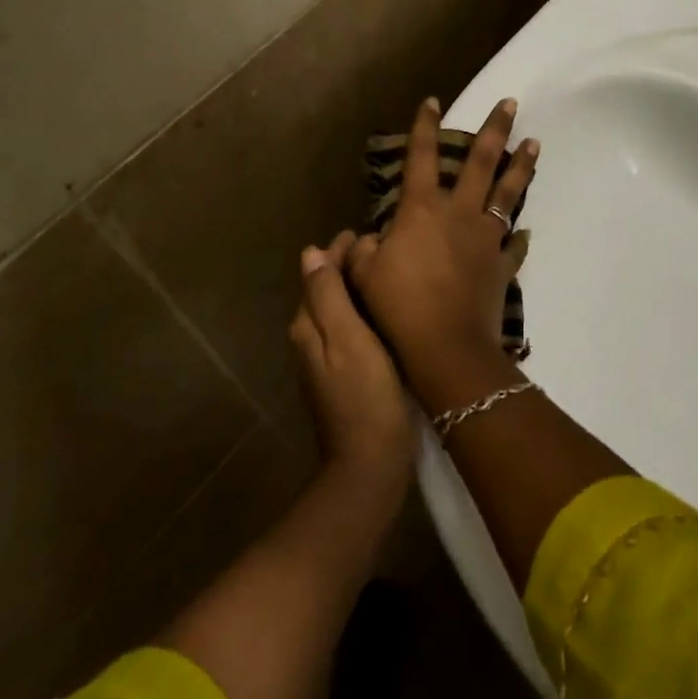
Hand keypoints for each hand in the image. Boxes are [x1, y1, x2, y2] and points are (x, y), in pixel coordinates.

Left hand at [290, 231, 414, 489]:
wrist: (370, 463)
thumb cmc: (365, 396)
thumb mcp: (346, 338)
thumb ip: (327, 295)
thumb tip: (310, 254)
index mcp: (308, 326)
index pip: (319, 273)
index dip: (340, 251)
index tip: (369, 235)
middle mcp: (310, 339)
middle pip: (326, 290)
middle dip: (348, 267)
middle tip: (385, 249)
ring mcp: (326, 360)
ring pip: (339, 309)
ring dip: (358, 288)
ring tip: (389, 272)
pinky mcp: (345, 376)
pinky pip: (351, 330)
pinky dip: (365, 313)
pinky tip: (388, 312)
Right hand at [347, 97, 537, 401]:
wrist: (445, 345)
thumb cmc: (397, 305)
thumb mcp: (363, 274)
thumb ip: (365, 249)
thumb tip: (372, 239)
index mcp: (422, 209)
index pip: (421, 156)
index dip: (425, 126)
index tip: (433, 101)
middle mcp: (459, 213)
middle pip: (481, 162)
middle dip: (495, 129)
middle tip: (512, 103)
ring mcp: (486, 237)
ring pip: (508, 193)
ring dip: (522, 167)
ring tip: (534, 143)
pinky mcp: (502, 265)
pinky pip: (514, 245)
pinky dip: (520, 237)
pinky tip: (525, 231)